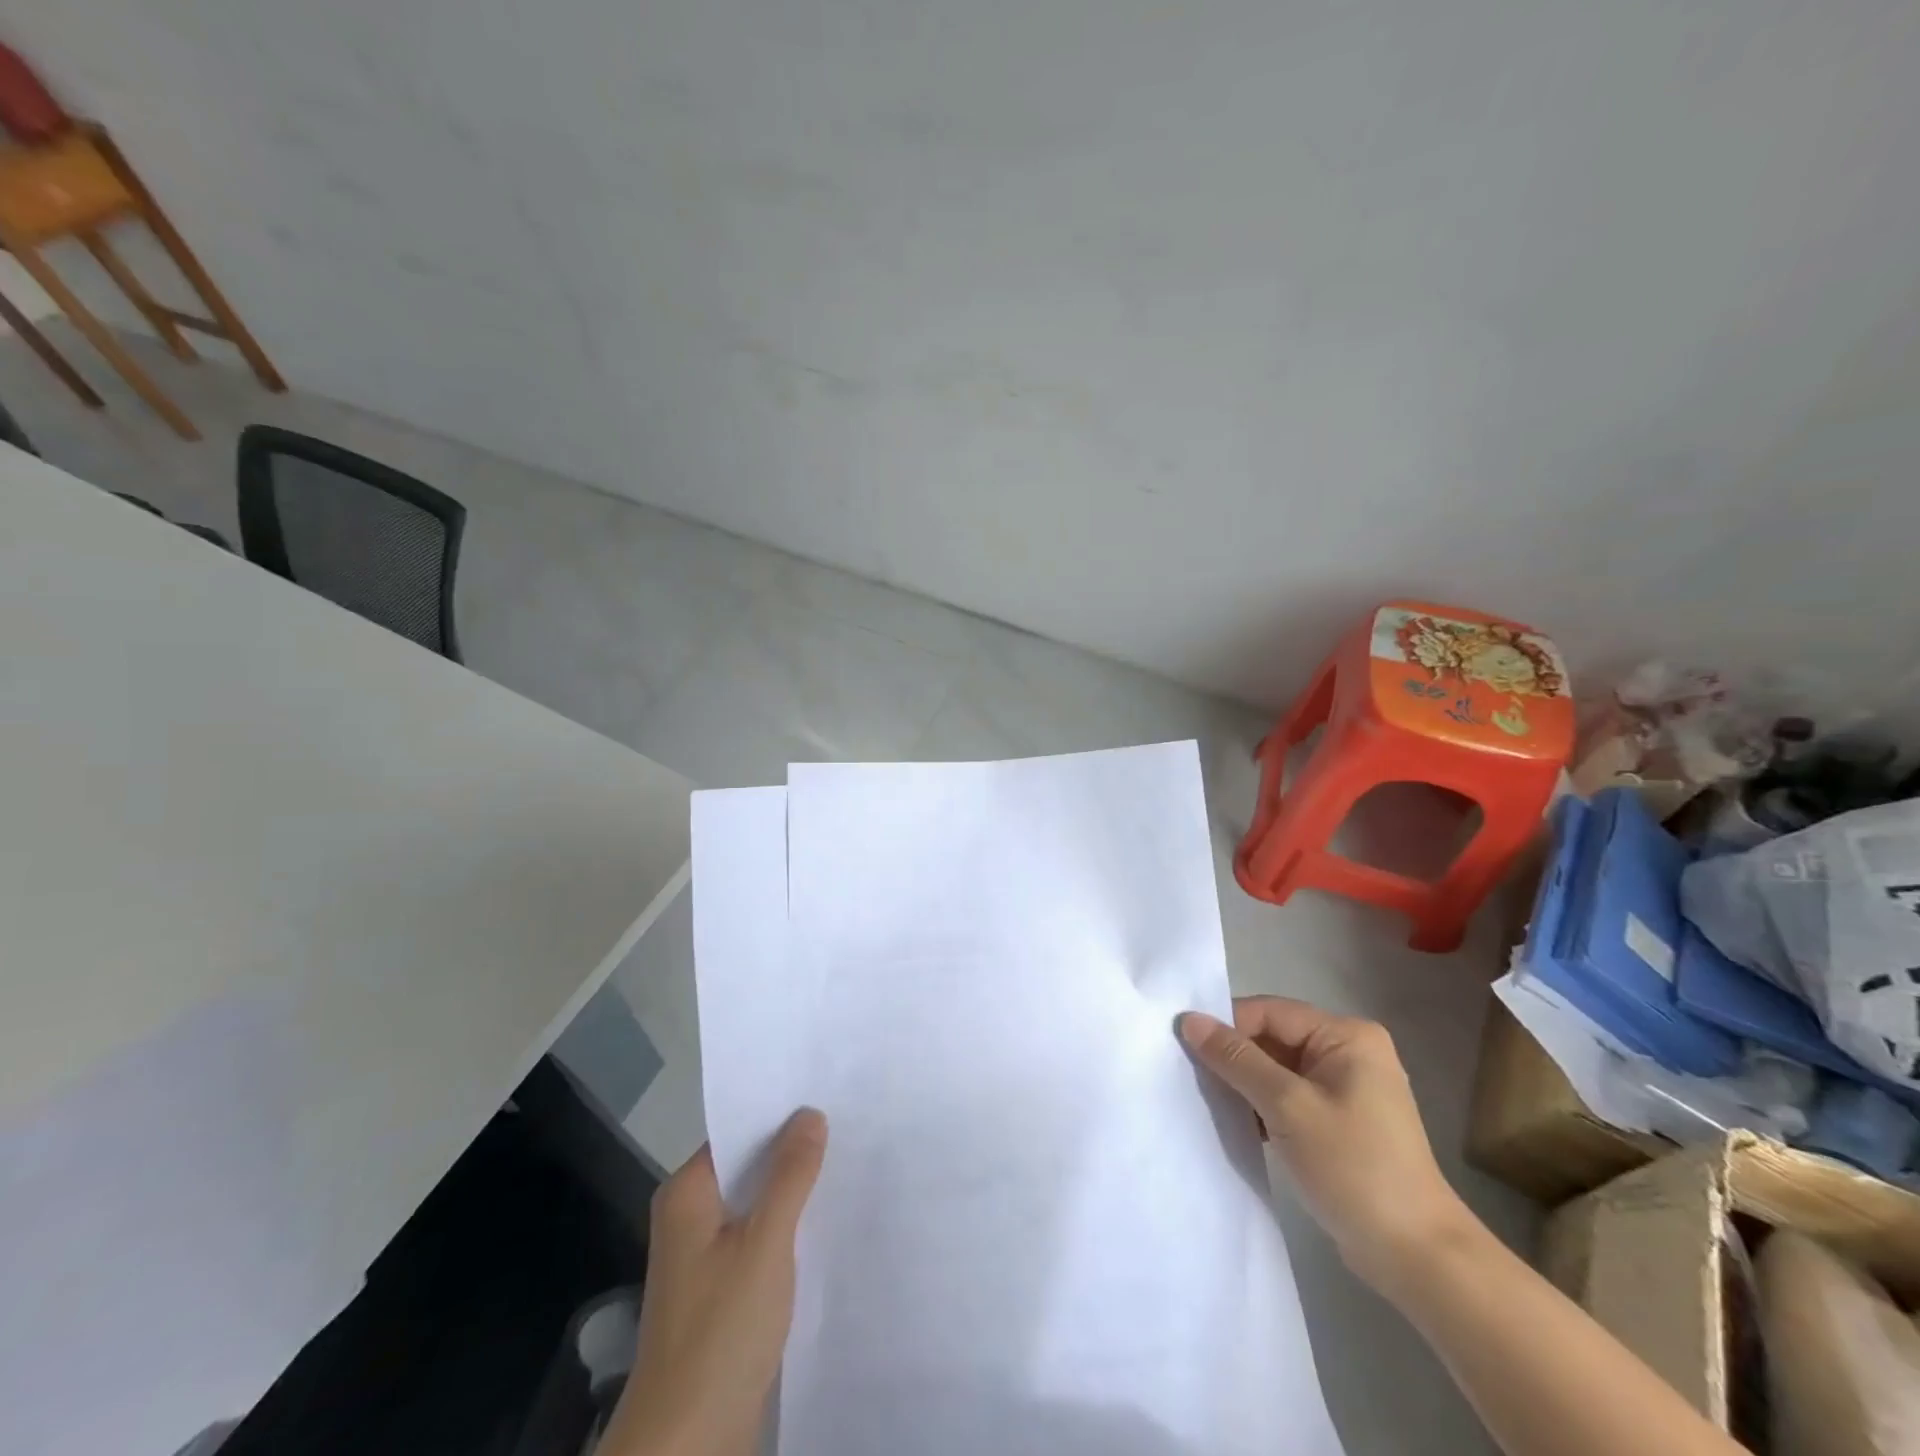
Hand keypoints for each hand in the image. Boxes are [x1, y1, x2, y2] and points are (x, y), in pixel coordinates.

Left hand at [602, 1109, 828, 1455]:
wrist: (687, 1444)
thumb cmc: (720, 1329)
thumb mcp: (765, 1243)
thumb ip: (790, 1175)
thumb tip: (810, 1113)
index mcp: (687, 1193)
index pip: (736, 1131)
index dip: (778, 1113)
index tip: (825, 1093)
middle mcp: (689, 1215)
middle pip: (747, 1166)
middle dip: (791, 1150)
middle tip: (847, 1123)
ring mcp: (702, 1255)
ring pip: (755, 1203)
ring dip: (792, 1190)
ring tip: (846, 1163)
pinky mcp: (719, 1289)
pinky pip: (757, 1237)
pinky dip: (786, 1226)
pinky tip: (824, 1221)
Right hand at [1180, 997, 1473, 1294]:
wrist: (1417, 1256)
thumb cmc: (1354, 1168)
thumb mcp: (1287, 1106)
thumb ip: (1236, 1059)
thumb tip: (1189, 1019)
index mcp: (1346, 1035)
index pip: (1269, 1012)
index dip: (1227, 1026)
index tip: (1186, 1049)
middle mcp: (1349, 1051)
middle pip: (1273, 1037)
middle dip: (1235, 1057)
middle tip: (1193, 1077)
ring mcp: (1347, 1087)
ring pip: (1277, 1068)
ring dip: (1246, 1084)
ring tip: (1212, 1102)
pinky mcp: (1340, 1119)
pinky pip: (1289, 1095)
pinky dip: (1263, 1105)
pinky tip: (1241, 1124)